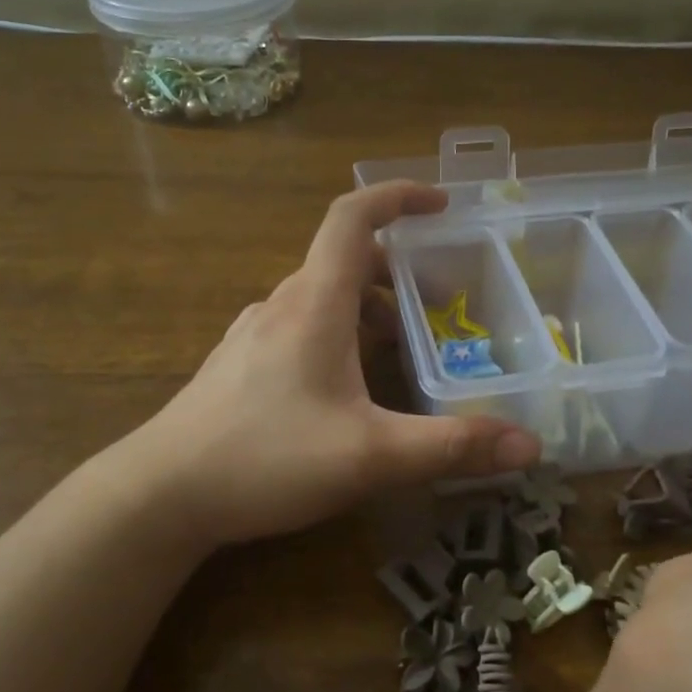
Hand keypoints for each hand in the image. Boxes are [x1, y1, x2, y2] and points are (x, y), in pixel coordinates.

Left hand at [131, 181, 540, 546]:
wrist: (161, 494)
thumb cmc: (265, 458)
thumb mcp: (371, 455)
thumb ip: (451, 447)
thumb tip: (530, 446)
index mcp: (314, 303)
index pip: (353, 218)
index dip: (397, 197)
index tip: (441, 205)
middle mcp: (282, 305)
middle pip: (345, 262)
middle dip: (400, 272)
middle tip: (444, 304)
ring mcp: (254, 335)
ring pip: (323, 299)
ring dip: (370, 310)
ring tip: (407, 351)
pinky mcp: (241, 366)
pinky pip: (301, 329)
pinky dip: (339, 336)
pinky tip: (351, 389)